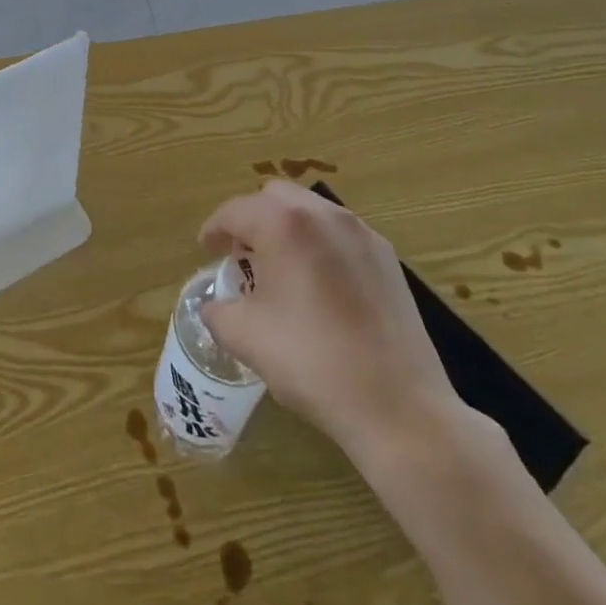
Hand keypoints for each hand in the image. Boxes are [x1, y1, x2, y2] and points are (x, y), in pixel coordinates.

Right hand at [199, 180, 465, 449]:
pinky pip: (340, 235)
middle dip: (252, 219)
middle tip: (241, 256)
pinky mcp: (388, 258)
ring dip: (287, 229)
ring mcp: (361, 233)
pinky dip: (319, 245)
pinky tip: (319, 287)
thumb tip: (213, 306)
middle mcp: (323, 214)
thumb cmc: (313, 363)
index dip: (214, 228)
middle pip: (275, 197)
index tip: (205, 248)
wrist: (399, 407)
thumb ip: (218, 312)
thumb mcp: (247, 338)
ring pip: (311, 211)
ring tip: (280, 269)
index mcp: (283, 224)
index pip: (236, 211)